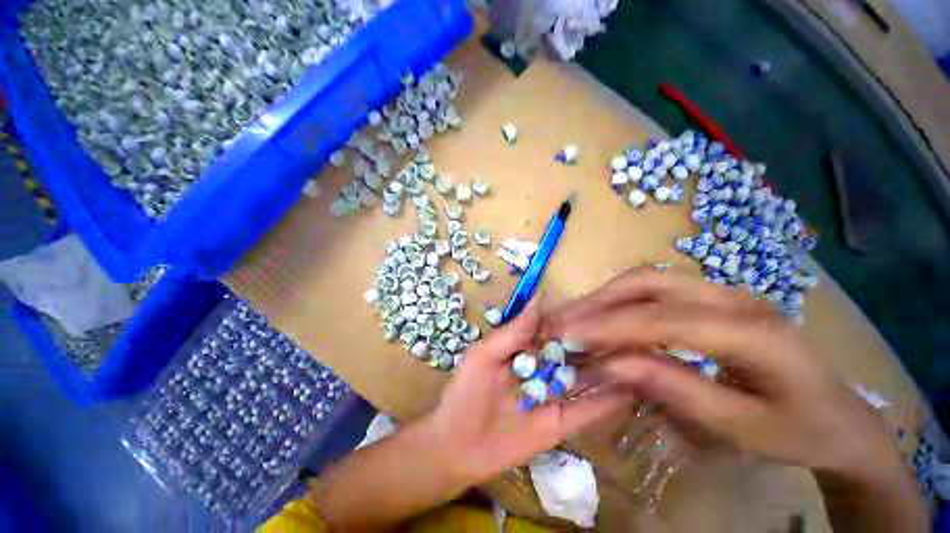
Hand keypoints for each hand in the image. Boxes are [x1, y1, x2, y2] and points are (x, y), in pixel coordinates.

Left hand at [422, 302, 629, 487]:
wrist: (456, 447)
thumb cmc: (465, 393)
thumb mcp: (485, 355)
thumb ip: (513, 330)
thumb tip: (540, 297)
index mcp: (523, 350)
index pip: (554, 330)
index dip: (574, 320)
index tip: (603, 309)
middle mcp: (542, 370)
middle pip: (572, 354)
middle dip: (596, 343)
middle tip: (632, 331)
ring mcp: (553, 397)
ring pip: (584, 380)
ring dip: (607, 369)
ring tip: (641, 355)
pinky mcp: (559, 424)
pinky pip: (585, 412)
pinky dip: (605, 402)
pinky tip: (630, 390)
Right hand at [544, 267, 903, 478]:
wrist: (842, 419)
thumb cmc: (799, 431)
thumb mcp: (742, 427)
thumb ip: (675, 390)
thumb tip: (610, 365)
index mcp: (754, 331)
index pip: (663, 319)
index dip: (609, 326)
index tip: (567, 335)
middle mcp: (733, 298)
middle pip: (650, 283)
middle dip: (599, 300)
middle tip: (564, 321)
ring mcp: (722, 293)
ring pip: (647, 281)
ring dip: (605, 297)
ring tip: (575, 318)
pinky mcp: (711, 299)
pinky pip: (655, 291)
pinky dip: (620, 301)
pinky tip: (605, 318)